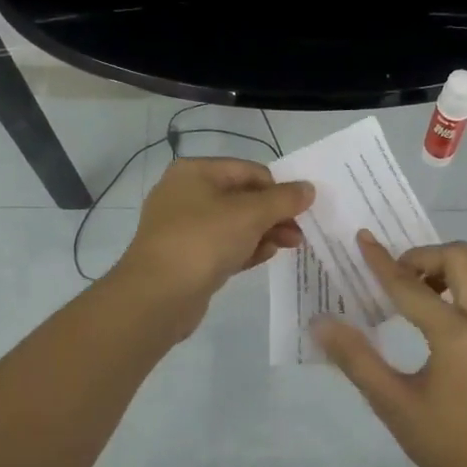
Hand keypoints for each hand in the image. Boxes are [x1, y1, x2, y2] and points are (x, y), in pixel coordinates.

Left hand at [114, 158, 312, 333]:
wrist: (158, 295)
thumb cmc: (204, 241)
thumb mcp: (250, 214)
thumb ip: (283, 199)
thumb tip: (308, 188)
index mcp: (195, 172)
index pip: (249, 170)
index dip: (278, 188)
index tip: (301, 209)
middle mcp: (185, 194)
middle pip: (242, 197)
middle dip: (274, 214)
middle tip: (300, 232)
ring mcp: (183, 227)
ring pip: (234, 224)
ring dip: (264, 232)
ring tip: (291, 245)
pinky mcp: (187, 257)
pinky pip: (223, 246)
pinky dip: (246, 248)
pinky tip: (266, 256)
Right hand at [315, 232, 466, 466]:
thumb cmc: (444, 444)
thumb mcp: (392, 403)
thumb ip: (356, 358)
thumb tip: (320, 323)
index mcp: (457, 335)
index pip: (411, 286)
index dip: (382, 263)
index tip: (362, 239)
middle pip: (460, 257)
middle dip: (424, 258)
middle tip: (398, 280)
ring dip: (451, 266)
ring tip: (423, 293)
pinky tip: (447, 310)